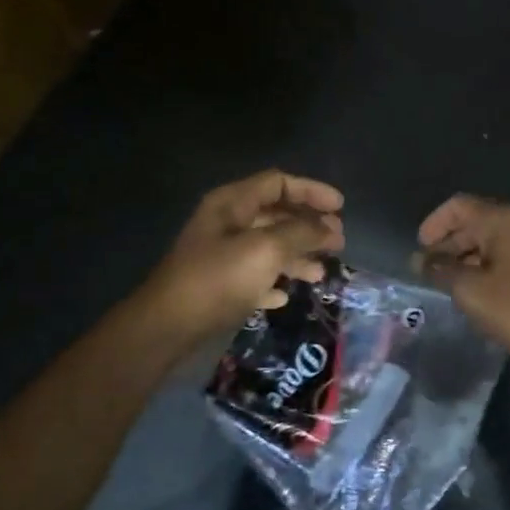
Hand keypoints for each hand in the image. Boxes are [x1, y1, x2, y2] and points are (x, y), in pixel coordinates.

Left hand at [137, 170, 345, 343]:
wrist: (168, 326)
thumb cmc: (218, 280)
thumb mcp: (266, 250)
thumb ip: (301, 233)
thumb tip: (329, 227)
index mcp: (232, 204)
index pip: (278, 183)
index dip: (311, 191)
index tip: (341, 208)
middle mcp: (226, 224)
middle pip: (275, 215)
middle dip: (308, 226)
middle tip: (338, 241)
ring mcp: (220, 256)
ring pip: (268, 247)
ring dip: (296, 256)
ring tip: (320, 273)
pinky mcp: (218, 286)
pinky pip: (254, 276)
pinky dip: (273, 281)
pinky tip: (285, 296)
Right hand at [416, 195, 509, 363]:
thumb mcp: (470, 291)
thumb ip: (440, 271)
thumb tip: (420, 260)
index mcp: (505, 220)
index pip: (459, 206)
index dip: (434, 223)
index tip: (419, 249)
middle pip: (478, 221)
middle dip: (450, 243)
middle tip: (430, 270)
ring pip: (496, 240)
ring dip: (469, 256)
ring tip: (450, 283)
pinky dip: (490, 265)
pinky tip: (480, 289)